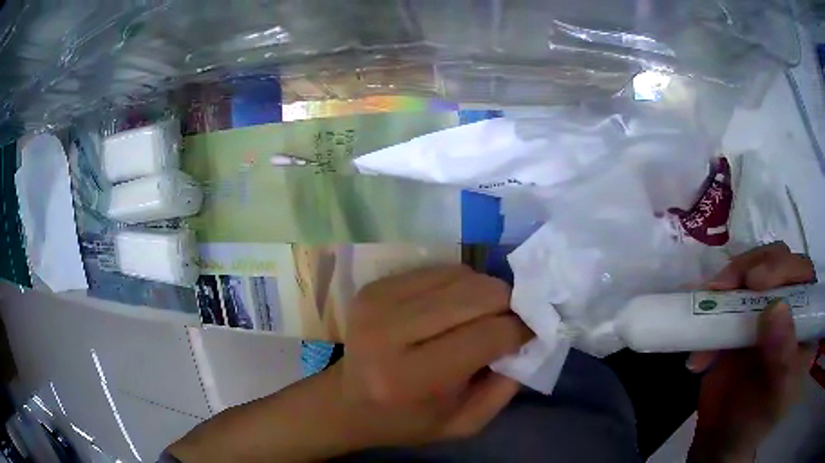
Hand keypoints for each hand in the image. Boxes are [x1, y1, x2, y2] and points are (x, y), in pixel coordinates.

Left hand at [332, 265, 532, 447]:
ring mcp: (378, 302)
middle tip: (512, 320)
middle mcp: (390, 333)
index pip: (487, 335)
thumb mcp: (462, 424)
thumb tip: (531, 338)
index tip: (531, 332)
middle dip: (508, 304)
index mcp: (410, 378)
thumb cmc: (405, 421)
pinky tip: (455, 307)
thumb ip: (504, 388)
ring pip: (462, 275)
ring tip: (483, 315)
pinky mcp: (375, 286)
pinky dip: (460, 285)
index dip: (520, 329)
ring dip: (485, 293)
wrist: (346, 400)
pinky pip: (439, 270)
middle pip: (477, 295)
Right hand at [687, 242, 815, 461]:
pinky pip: (726, 293)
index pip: (804, 276)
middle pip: (777, 261)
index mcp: (805, 323)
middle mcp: (789, 307)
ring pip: (751, 270)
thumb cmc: (754, 423)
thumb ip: (782, 359)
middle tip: (724, 286)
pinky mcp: (739, 316)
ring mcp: (763, 309)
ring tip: (704, 307)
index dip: (784, 269)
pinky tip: (698, 331)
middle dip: (751, 267)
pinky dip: (708, 304)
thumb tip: (776, 309)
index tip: (756, 282)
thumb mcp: (774, 399)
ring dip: (727, 284)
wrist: (719, 438)